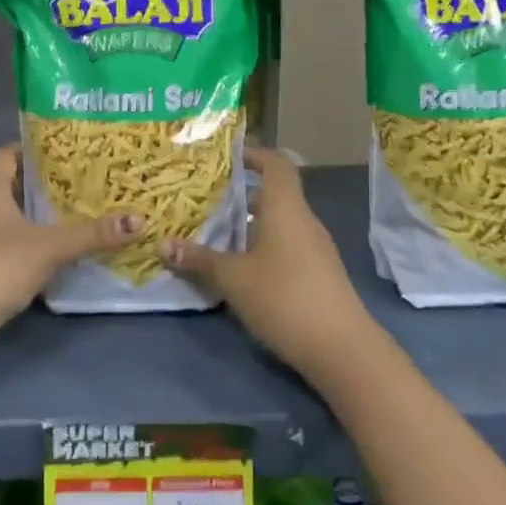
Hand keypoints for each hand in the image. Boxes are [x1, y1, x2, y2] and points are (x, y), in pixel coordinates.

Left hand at [0, 145, 138, 375]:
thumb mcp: (50, 247)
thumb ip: (92, 234)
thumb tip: (139, 221)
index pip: (11, 152)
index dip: (39, 149)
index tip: (72, 152)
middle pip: (12, 184)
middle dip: (45, 185)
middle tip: (84, 183)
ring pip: (8, 216)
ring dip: (36, 216)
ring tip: (76, 213)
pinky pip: (3, 242)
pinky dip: (26, 242)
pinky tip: (54, 250)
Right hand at [161, 146, 372, 374]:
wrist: (342, 349)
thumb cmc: (284, 298)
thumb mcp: (233, 279)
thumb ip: (200, 260)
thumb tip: (164, 244)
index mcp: (287, 209)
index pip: (276, 165)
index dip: (254, 155)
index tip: (227, 157)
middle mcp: (304, 222)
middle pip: (274, 196)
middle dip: (240, 197)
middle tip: (205, 201)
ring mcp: (315, 250)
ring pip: (279, 224)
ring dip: (249, 226)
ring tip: (214, 235)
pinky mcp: (318, 275)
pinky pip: (286, 247)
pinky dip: (262, 248)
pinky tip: (239, 269)